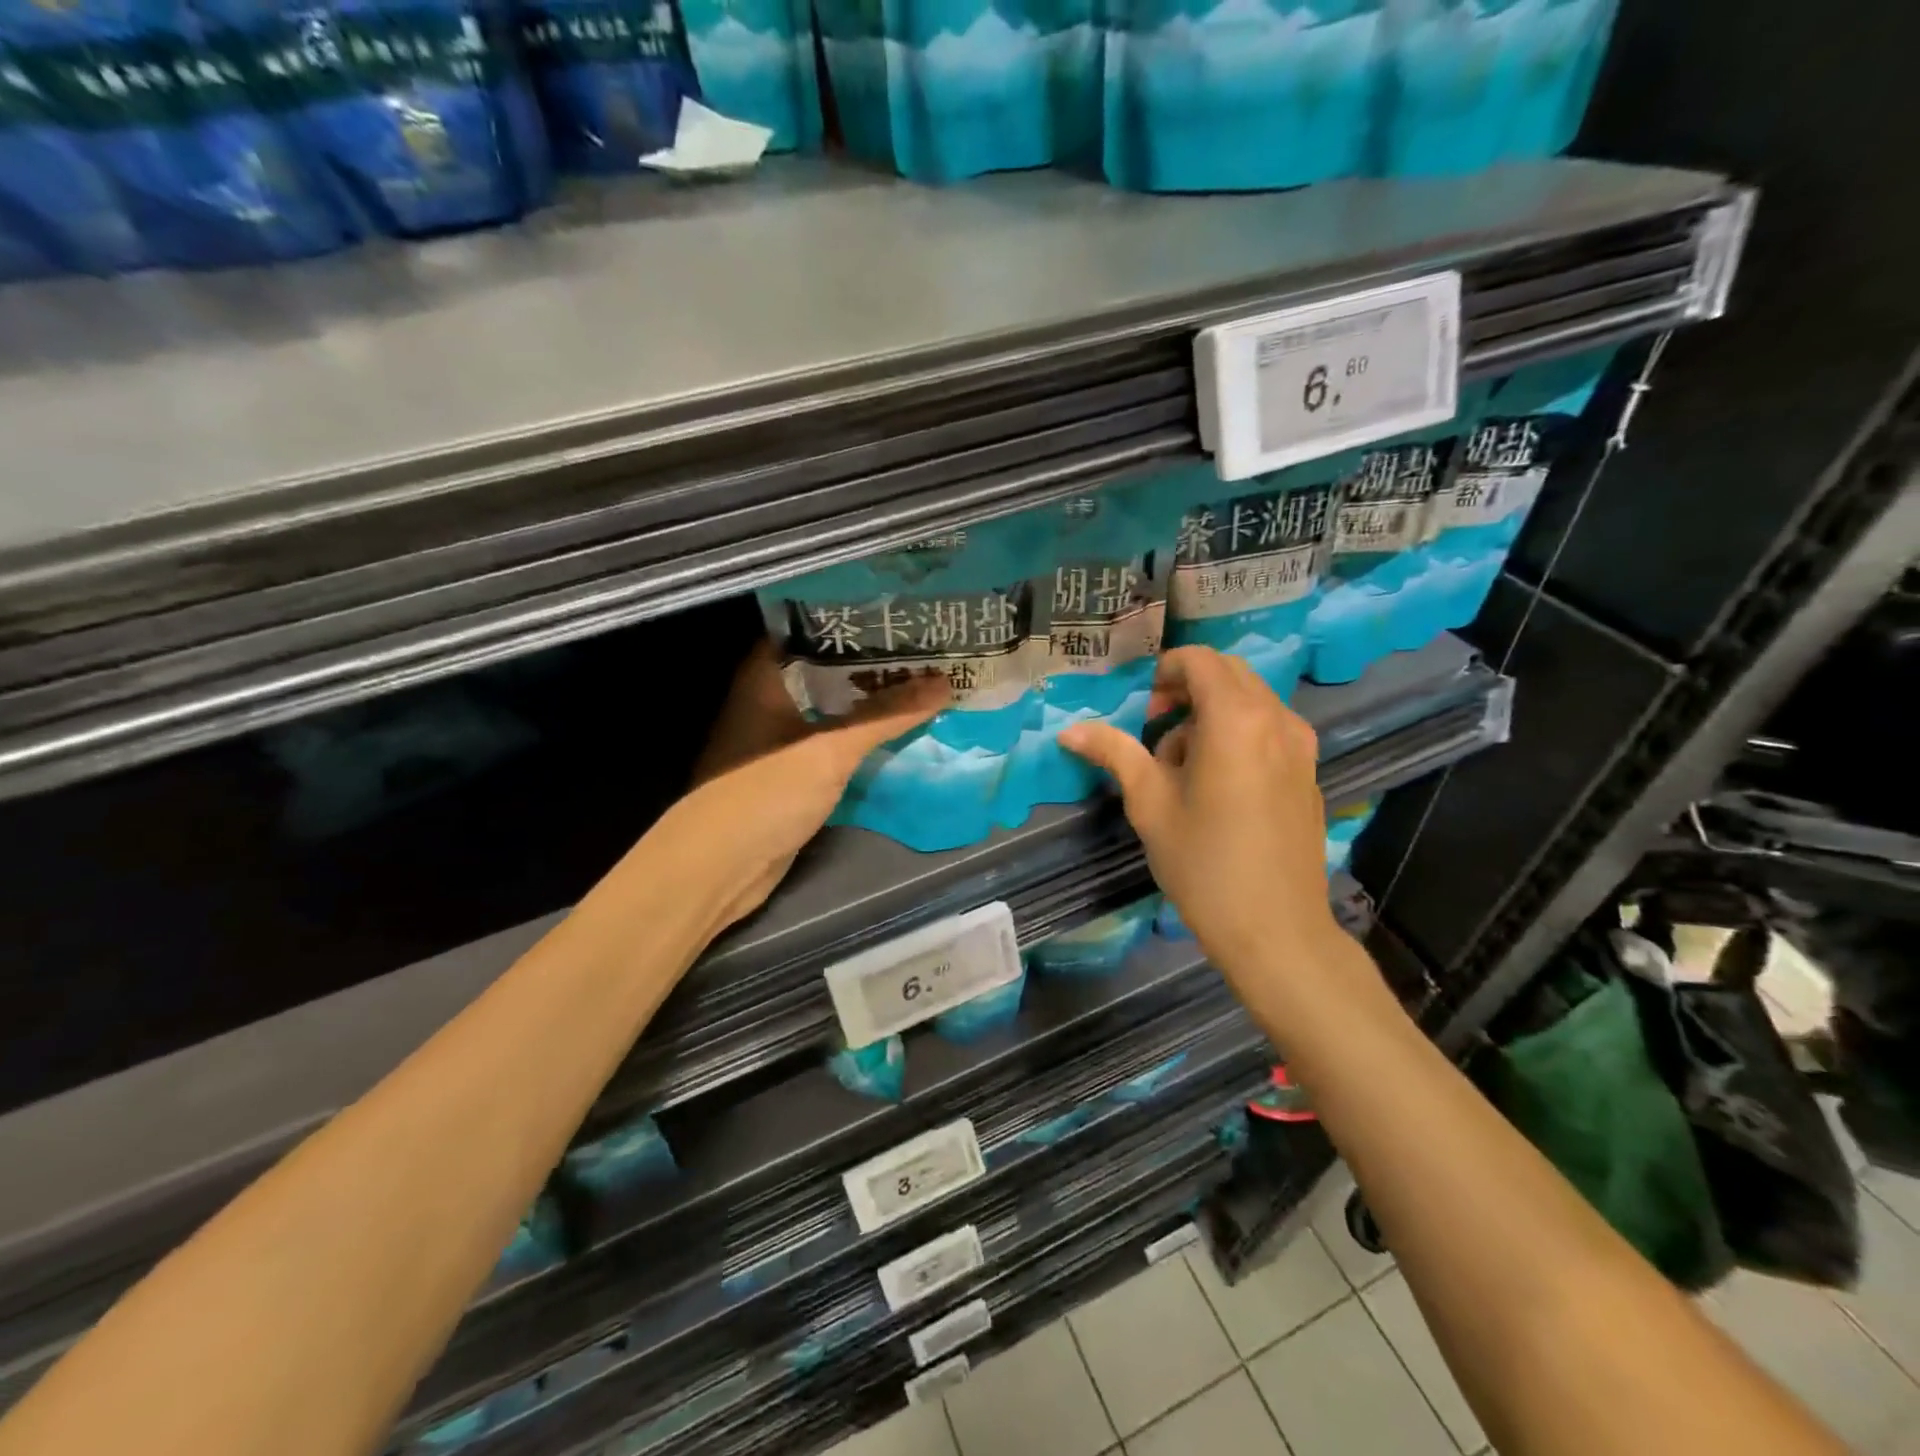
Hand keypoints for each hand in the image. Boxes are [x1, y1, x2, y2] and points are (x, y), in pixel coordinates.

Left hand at [659, 643, 948, 930]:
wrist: (719, 870)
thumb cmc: (764, 794)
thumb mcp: (829, 750)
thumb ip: (885, 715)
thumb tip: (943, 683)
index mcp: (766, 676)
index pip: (815, 630)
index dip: (859, 621)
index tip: (907, 615)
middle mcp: (773, 699)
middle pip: (832, 671)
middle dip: (880, 664)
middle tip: (934, 649)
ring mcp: (783, 738)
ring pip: (838, 710)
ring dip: (878, 704)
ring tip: (933, 683)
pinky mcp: (795, 773)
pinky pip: (838, 745)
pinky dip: (868, 740)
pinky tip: (908, 732)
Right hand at [1058, 647, 1340, 977]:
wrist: (1275, 929)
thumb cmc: (1203, 863)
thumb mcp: (1149, 803)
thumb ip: (1114, 753)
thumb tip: (1069, 730)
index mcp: (1235, 719)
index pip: (1199, 660)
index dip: (1164, 673)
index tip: (1144, 714)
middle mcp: (1277, 719)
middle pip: (1229, 674)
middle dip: (1187, 691)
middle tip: (1155, 733)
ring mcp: (1301, 746)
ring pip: (1250, 702)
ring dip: (1211, 716)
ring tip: (1184, 771)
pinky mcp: (1309, 772)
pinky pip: (1269, 730)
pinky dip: (1238, 736)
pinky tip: (1219, 789)